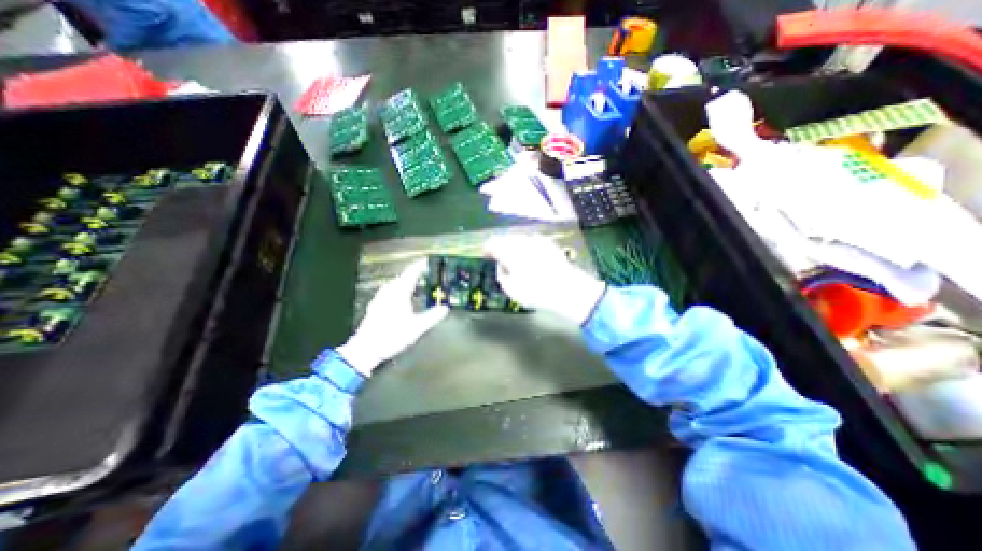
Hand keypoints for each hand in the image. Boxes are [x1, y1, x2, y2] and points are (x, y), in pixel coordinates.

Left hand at [335, 260, 446, 377]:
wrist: (365, 349)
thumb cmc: (392, 336)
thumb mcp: (417, 327)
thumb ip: (432, 316)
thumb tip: (445, 308)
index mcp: (399, 292)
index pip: (411, 273)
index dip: (421, 266)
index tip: (429, 261)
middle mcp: (389, 291)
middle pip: (404, 277)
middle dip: (416, 274)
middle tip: (428, 274)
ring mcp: (380, 297)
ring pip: (397, 284)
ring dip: (408, 282)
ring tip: (418, 284)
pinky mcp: (376, 305)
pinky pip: (391, 291)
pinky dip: (400, 289)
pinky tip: (404, 298)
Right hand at [484, 234, 607, 323]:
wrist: (567, 289)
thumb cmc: (535, 292)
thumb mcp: (510, 289)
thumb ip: (501, 275)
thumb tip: (501, 266)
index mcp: (509, 251)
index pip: (493, 243)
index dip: (487, 249)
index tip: (486, 254)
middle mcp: (522, 241)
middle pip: (506, 239)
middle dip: (501, 246)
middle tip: (499, 256)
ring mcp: (537, 241)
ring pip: (520, 238)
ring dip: (514, 245)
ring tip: (513, 256)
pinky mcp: (549, 244)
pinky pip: (533, 241)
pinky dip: (528, 246)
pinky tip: (530, 255)